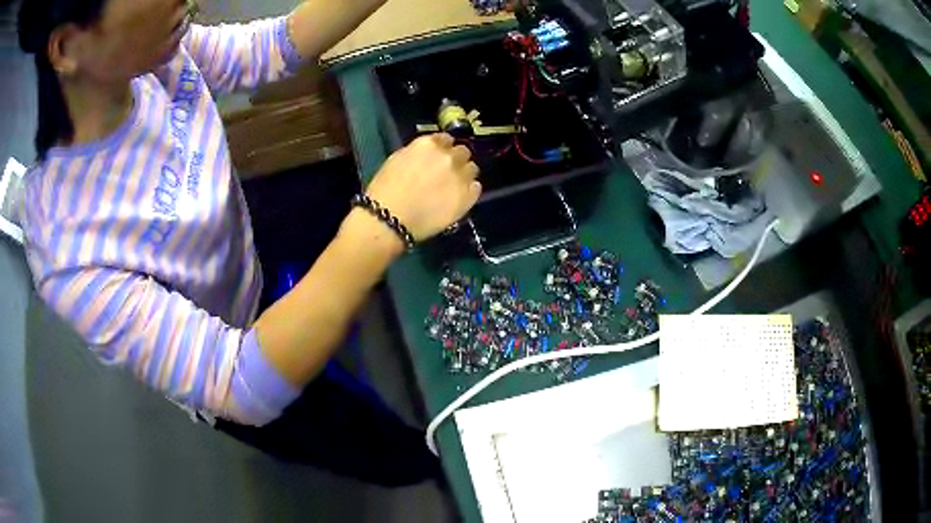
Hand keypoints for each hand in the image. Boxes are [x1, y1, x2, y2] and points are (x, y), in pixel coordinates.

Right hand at [366, 134, 481, 241]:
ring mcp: (461, 176)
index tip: (438, 157)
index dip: (443, 148)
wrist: (390, 218)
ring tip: (453, 187)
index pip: (446, 139)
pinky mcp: (468, 196)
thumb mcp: (398, 159)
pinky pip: (476, 188)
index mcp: (430, 144)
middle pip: (462, 152)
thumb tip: (429, 155)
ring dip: (464, 175)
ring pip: (472, 169)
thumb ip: (418, 152)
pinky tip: (458, 198)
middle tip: (447, 173)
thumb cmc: (385, 189)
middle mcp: (449, 156)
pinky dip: (469, 190)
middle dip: (455, 160)